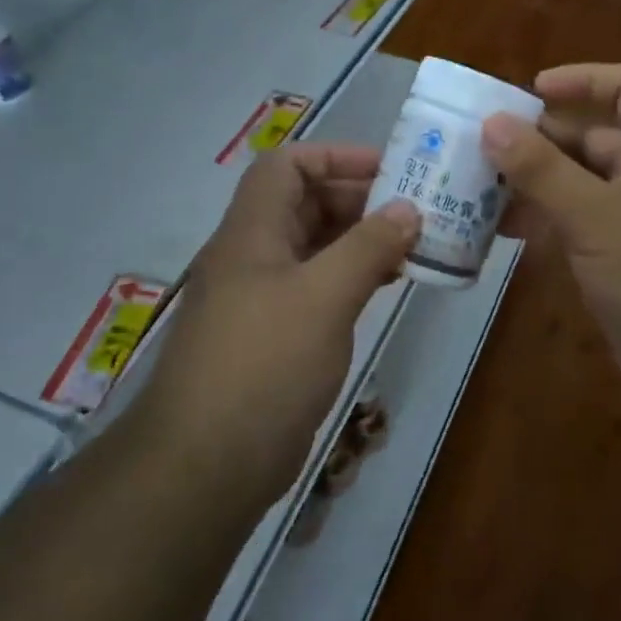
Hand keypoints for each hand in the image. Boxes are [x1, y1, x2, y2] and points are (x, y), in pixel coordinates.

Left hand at [145, 145, 418, 497]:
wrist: (207, 464)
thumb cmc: (265, 363)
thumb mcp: (324, 296)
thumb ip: (367, 247)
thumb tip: (407, 208)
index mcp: (252, 232)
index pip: (287, 166)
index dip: (335, 156)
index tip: (389, 168)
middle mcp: (253, 256)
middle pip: (304, 204)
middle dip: (358, 199)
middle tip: (414, 209)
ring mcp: (261, 299)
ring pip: (314, 248)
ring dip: (359, 241)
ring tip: (411, 245)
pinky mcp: (274, 337)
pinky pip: (316, 289)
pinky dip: (350, 279)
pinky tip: (385, 286)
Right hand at [484, 63, 620, 419]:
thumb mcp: (596, 216)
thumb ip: (541, 169)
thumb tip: (491, 123)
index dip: (583, 79)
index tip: (531, 91)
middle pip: (594, 138)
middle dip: (542, 139)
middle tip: (484, 148)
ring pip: (581, 186)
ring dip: (536, 185)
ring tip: (481, 190)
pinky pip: (580, 226)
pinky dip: (546, 223)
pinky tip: (506, 232)